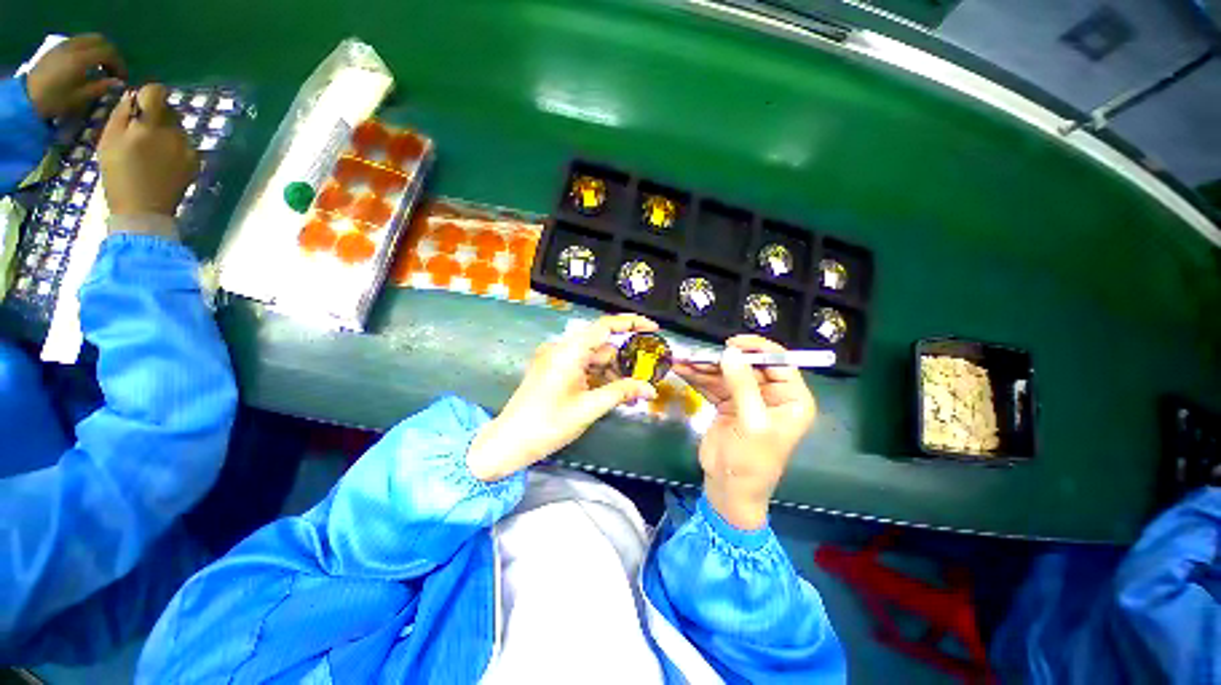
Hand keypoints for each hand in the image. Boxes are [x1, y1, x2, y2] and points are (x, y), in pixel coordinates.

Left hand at [25, 34, 126, 118]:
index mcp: (81, 58)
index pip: (109, 52)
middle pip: (100, 41)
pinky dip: (88, 49)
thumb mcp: (79, 98)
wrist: (26, 97)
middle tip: (114, 70)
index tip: (122, 78)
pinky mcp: (59, 47)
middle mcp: (74, 46)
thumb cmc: (54, 101)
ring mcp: (65, 45)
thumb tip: (118, 83)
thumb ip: (100, 87)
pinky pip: (80, 42)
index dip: (119, 64)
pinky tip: (87, 63)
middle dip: (111, 54)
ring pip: (90, 40)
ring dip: (100, 51)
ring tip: (101, 67)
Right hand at [98, 85, 198, 218]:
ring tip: (151, 151)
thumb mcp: (108, 140)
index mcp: (149, 125)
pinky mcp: (196, 161)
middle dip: (156, 115)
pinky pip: (185, 144)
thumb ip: (122, 114)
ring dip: (165, 131)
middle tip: (141, 133)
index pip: (157, 92)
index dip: (148, 95)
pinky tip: (163, 162)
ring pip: (177, 127)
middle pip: (169, 109)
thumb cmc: (118, 175)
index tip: (139, 107)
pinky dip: (174, 146)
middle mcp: (174, 133)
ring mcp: (188, 148)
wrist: (144, 210)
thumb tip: (134, 96)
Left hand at [466, 314, 659, 481]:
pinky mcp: (554, 371)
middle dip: (625, 360)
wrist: (509, 443)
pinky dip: (599, 378)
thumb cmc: (548, 424)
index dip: (631, 323)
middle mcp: (562, 349)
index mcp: (569, 350)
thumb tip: (651, 389)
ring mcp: (556, 360)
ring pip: (594, 359)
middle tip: (647, 376)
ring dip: (614, 373)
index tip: (653, 328)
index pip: (605, 326)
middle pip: (602, 346)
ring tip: (633, 393)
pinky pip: (583, 368)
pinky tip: (614, 393)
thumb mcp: (589, 408)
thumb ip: (622, 393)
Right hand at [674, 336, 816, 529]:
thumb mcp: (752, 423)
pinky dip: (698, 377)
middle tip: (697, 355)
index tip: (730, 344)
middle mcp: (771, 395)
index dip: (757, 349)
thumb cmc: (751, 462)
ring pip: (726, 373)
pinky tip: (682, 369)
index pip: (779, 363)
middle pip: (747, 366)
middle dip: (721, 359)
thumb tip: (730, 352)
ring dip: (704, 367)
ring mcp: (747, 399)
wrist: (728, 490)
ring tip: (683, 360)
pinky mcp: (727, 404)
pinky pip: (713, 384)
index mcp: (791, 399)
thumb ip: (743, 386)